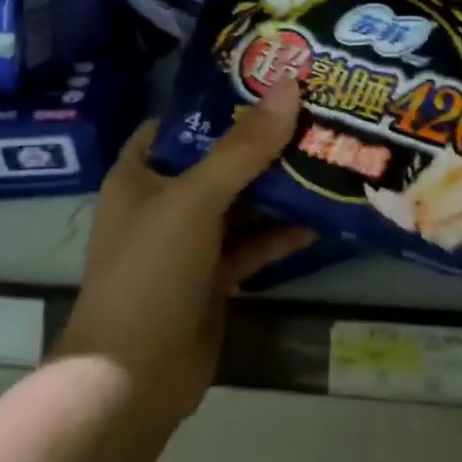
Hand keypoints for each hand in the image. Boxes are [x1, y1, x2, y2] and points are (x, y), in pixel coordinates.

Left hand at [56, 80, 315, 419]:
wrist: (134, 378)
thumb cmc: (151, 272)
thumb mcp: (195, 200)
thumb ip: (243, 148)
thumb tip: (287, 87)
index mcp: (141, 174)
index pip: (180, 123)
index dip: (219, 102)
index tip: (269, 83)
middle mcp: (163, 202)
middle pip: (218, 161)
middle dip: (262, 143)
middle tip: (314, 114)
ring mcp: (189, 242)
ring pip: (240, 203)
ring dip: (278, 188)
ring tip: (327, 156)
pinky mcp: (214, 277)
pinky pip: (252, 244)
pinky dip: (281, 233)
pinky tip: (321, 219)